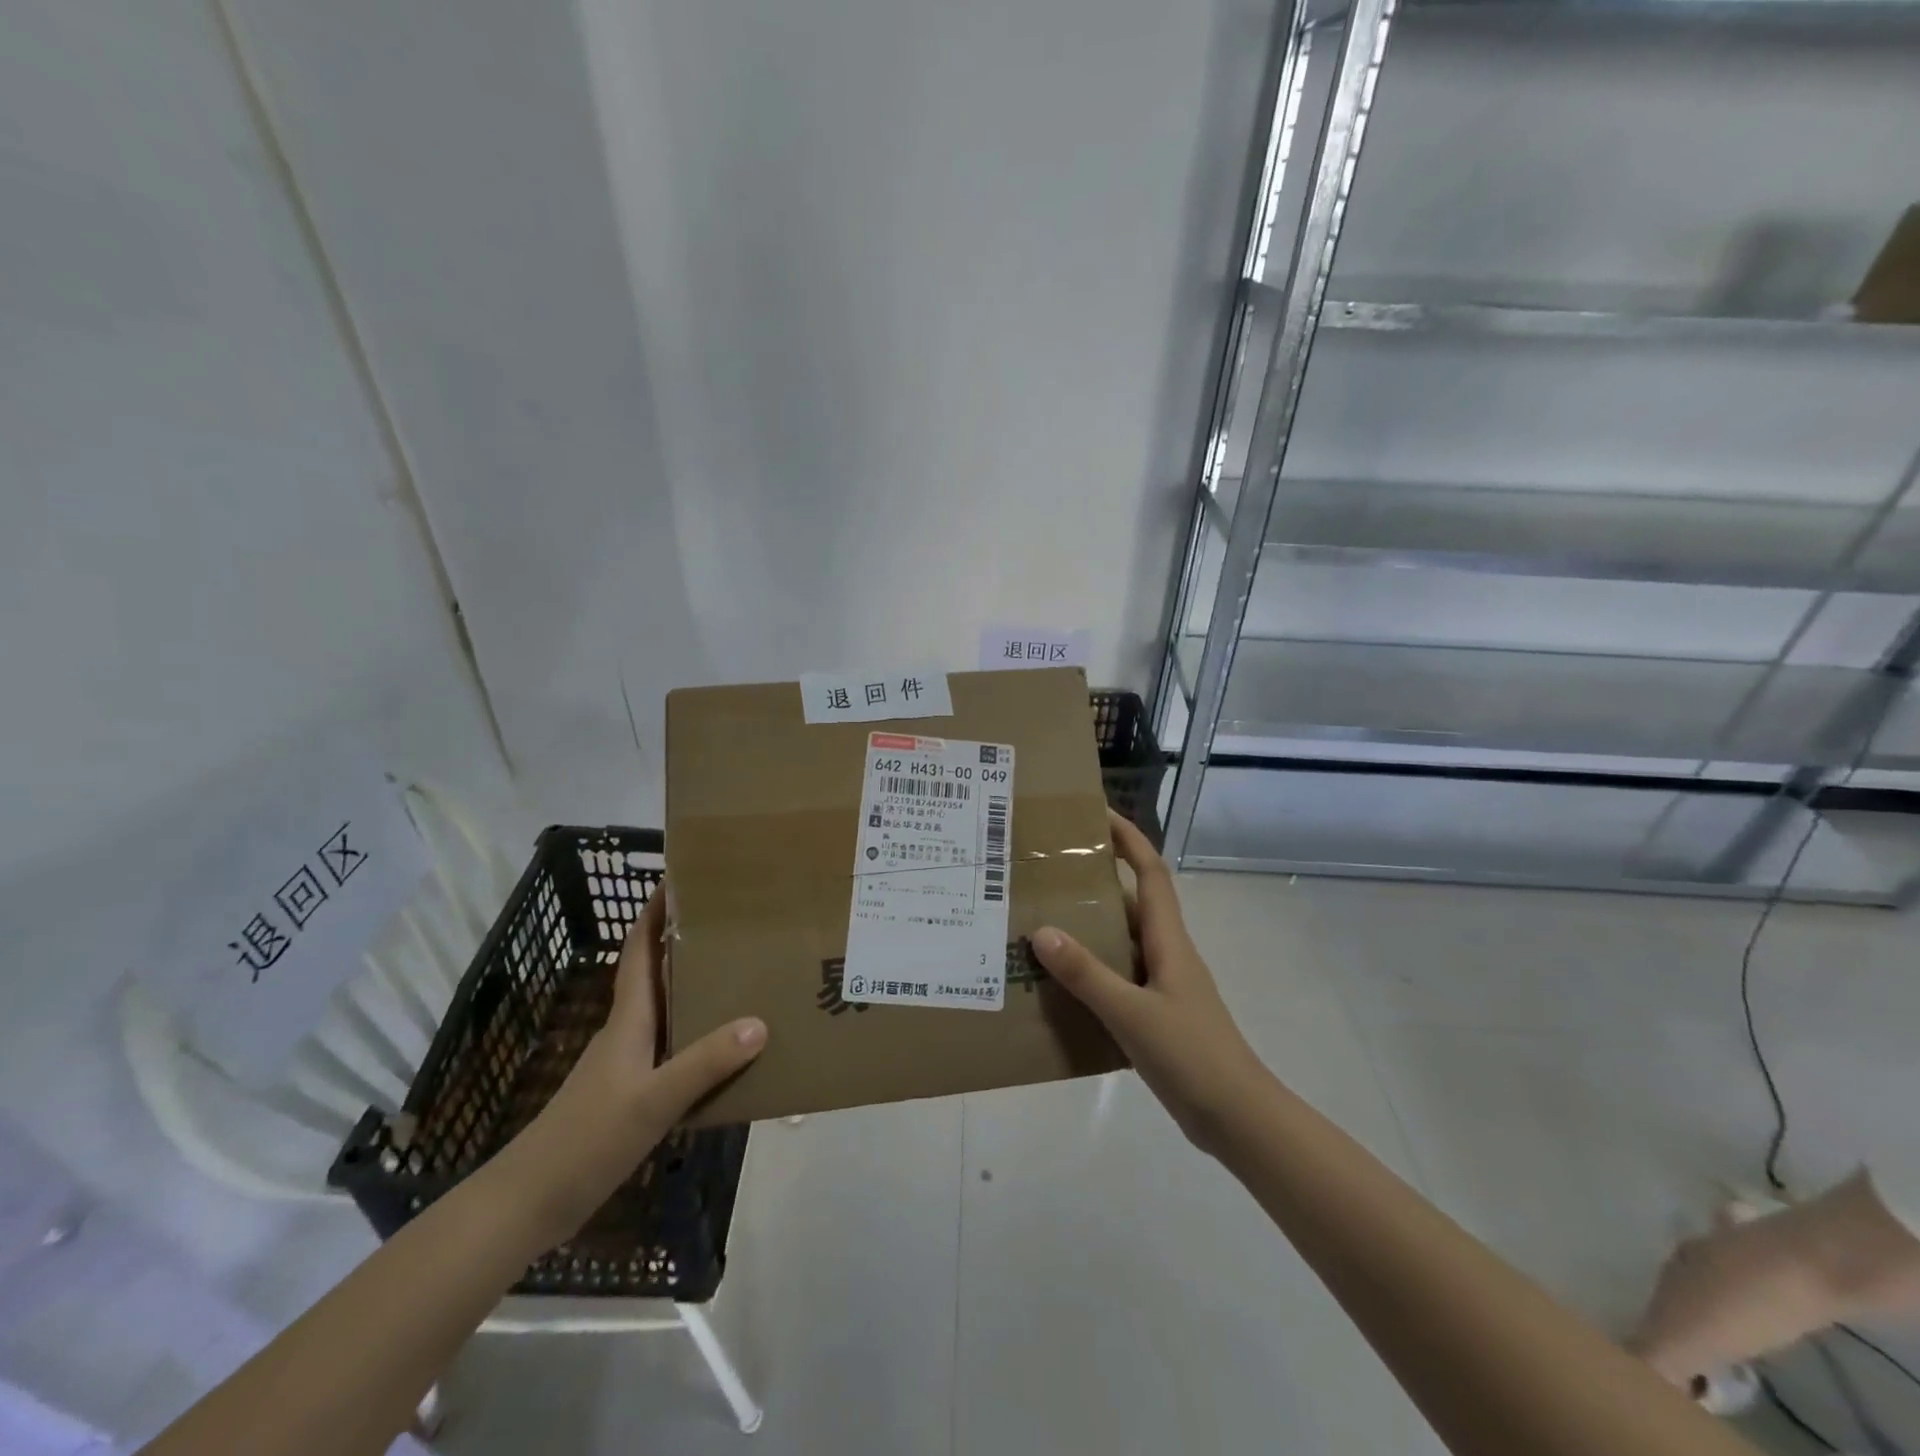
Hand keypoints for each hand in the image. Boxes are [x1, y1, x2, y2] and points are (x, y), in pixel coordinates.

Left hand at [506, 887, 766, 1239]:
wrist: (530, 1203)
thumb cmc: (587, 1140)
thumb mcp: (653, 1101)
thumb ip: (705, 1063)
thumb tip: (760, 1022)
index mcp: (628, 1020)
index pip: (639, 951)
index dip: (654, 914)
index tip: (679, 878)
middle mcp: (627, 1032)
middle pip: (655, 973)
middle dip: (684, 943)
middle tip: (730, 922)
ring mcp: (626, 1064)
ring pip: (665, 1010)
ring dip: (693, 987)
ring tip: (740, 974)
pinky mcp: (630, 1092)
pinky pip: (671, 1046)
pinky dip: (697, 1033)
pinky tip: (724, 1048)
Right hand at [1032, 811, 1267, 1156]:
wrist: (1238, 1118)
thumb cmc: (1192, 1056)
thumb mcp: (1132, 1013)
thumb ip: (1087, 974)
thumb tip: (1042, 930)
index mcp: (1169, 941)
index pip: (1151, 872)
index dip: (1129, 839)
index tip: (1097, 815)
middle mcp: (1167, 953)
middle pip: (1133, 901)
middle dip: (1098, 879)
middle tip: (1050, 870)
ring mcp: (1164, 985)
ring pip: (1123, 941)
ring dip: (1091, 926)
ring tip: (1042, 919)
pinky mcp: (1158, 1013)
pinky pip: (1120, 976)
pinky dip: (1092, 969)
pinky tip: (1061, 983)